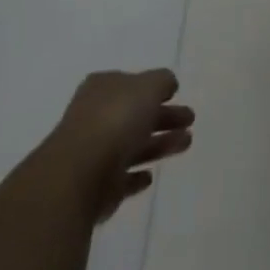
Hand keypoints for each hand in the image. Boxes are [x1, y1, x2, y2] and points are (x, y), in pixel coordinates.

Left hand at [49, 70, 194, 223]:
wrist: (79, 176)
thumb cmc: (115, 120)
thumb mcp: (148, 86)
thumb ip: (162, 81)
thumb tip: (168, 85)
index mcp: (102, 89)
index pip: (130, 84)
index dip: (153, 88)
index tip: (175, 94)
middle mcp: (94, 118)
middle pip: (135, 115)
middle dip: (164, 117)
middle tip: (190, 120)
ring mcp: (93, 154)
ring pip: (133, 146)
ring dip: (159, 144)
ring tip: (187, 143)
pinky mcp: (96, 188)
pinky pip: (121, 178)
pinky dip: (136, 176)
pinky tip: (151, 176)